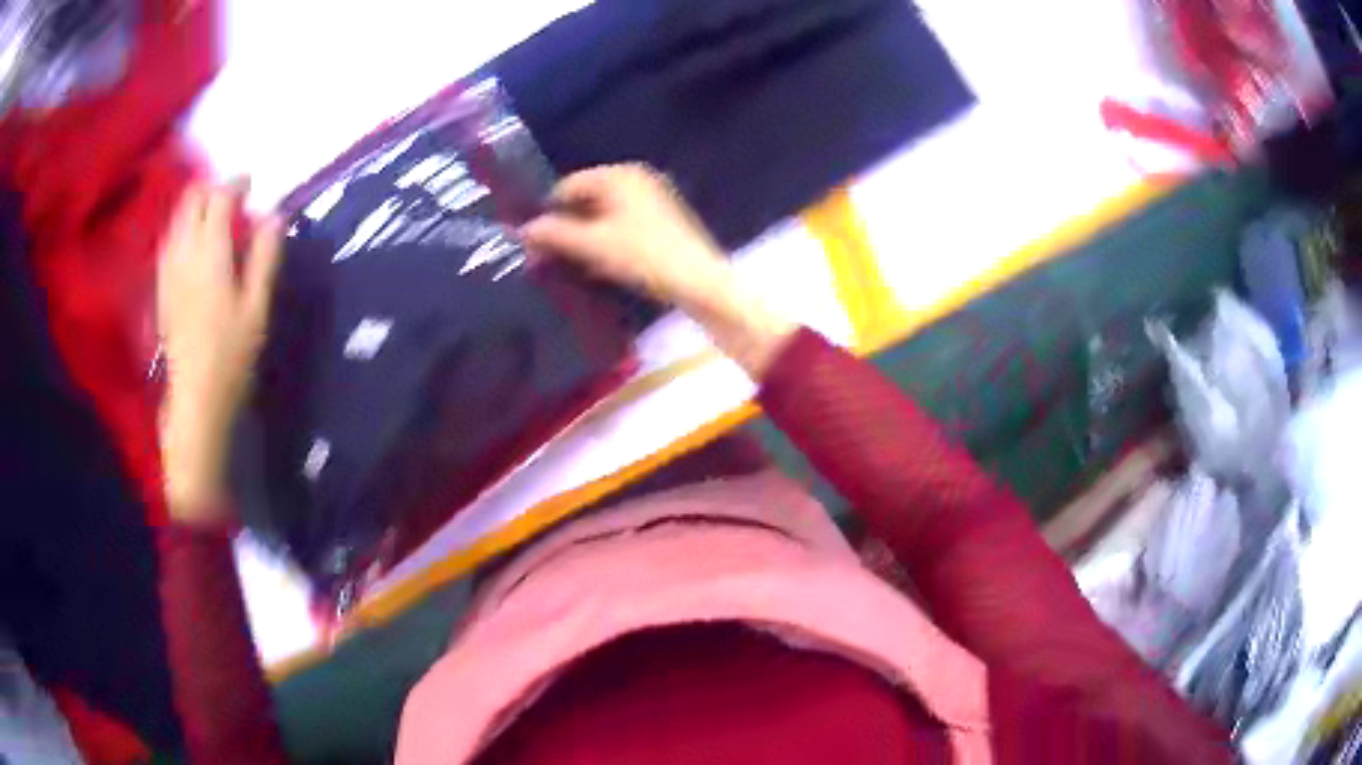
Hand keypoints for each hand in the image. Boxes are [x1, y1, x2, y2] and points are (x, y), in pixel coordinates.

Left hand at [157, 181, 283, 520]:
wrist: (195, 400)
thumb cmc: (231, 357)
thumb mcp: (257, 308)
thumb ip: (265, 257)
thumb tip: (275, 216)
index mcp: (210, 254)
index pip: (219, 198)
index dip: (236, 183)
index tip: (251, 184)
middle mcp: (184, 253)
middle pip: (191, 200)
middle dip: (212, 189)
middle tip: (232, 197)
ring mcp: (168, 270)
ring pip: (177, 218)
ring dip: (195, 207)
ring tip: (214, 217)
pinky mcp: (161, 287)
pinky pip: (169, 241)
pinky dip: (183, 228)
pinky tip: (193, 243)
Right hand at [522, 164, 794, 377]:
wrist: (699, 282)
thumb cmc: (644, 256)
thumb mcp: (592, 245)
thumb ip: (554, 234)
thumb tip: (522, 230)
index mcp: (619, 174)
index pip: (568, 186)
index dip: (548, 213)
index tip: (534, 244)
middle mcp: (637, 178)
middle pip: (586, 199)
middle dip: (566, 227)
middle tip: (549, 258)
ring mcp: (653, 197)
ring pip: (604, 214)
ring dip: (585, 238)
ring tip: (572, 265)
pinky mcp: (663, 220)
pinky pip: (623, 224)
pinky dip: (607, 241)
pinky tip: (601, 266)